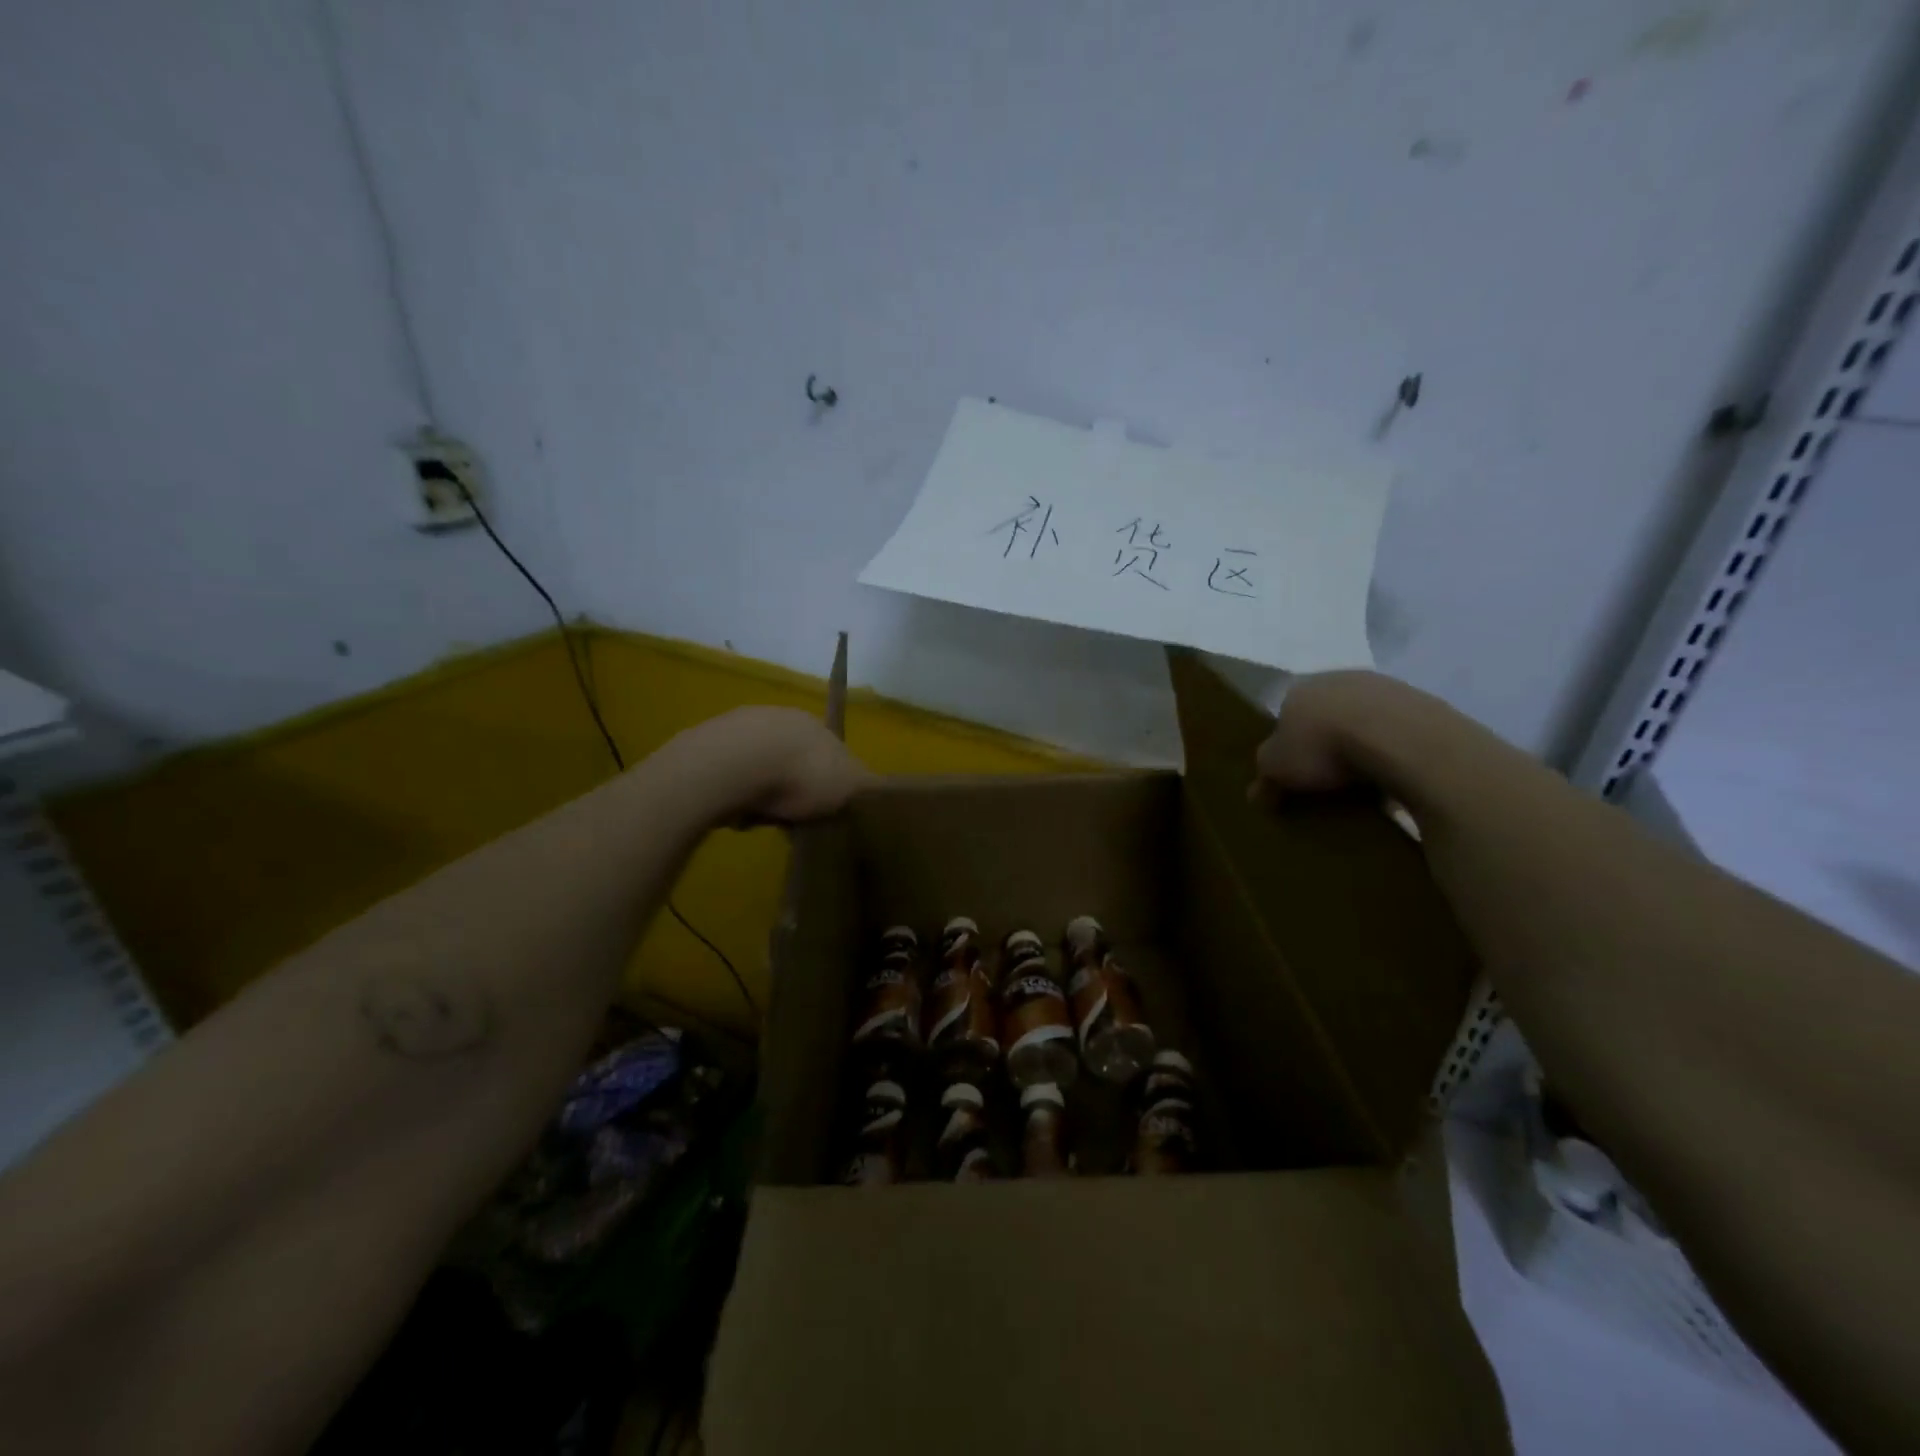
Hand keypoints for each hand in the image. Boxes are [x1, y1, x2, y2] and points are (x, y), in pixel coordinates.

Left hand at [674, 706, 875, 826]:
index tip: (826, 810)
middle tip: (792, 817)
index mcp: (818, 726)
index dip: (832, 783)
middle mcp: (782, 718)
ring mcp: (742, 727)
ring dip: (763, 792)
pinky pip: (731, 775)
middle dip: (794, 788)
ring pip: (761, 766)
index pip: (832, 754)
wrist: (733, 764)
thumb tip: (876, 788)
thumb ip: (865, 785)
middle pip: (794, 759)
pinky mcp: (709, 743)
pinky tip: (735, 810)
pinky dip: (736, 792)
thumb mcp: (849, 784)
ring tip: (760, 818)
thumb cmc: (801, 774)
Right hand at [1248, 671, 1392, 808]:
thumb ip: (1264, 778)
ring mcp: (1383, 687)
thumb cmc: (1323, 747)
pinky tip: (1394, 775)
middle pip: (1325, 715)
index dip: (1288, 745)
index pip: (1285, 716)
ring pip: (1363, 720)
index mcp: (1298, 689)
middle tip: (1327, 778)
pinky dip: (1393, 750)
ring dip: (1362, 745)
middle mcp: (1338, 678)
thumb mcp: (1277, 769)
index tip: (1293, 774)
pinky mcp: (1421, 702)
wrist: (1398, 737)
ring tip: (1363, 782)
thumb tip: (1256, 795)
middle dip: (1325, 743)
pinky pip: (1397, 731)